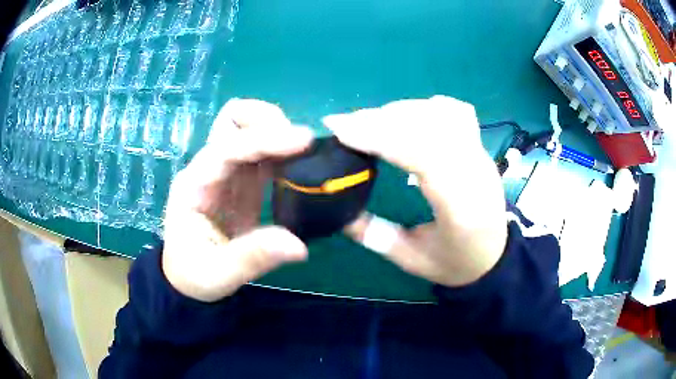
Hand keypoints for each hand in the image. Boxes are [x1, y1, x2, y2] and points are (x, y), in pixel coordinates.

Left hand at [162, 99, 313, 301]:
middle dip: (267, 120)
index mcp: (195, 184)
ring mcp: (226, 172)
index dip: (264, 139)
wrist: (189, 279)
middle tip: (300, 143)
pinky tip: (301, 166)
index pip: (228, 147)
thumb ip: (254, 258)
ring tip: (305, 151)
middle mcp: (208, 169)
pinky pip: (263, 153)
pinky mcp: (242, 182)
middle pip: (233, 120)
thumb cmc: (194, 275)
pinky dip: (283, 150)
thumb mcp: (218, 273)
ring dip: (277, 131)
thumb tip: (298, 246)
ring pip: (249, 128)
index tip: (304, 140)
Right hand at [323, 96, 507, 286]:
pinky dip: (426, 107)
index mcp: (462, 207)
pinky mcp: (480, 147)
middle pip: (429, 127)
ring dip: (399, 111)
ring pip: (441, 114)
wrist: (495, 256)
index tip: (341, 130)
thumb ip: (374, 236)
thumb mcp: (412, 260)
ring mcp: (481, 155)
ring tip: (369, 121)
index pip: (423, 155)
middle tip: (344, 123)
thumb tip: (339, 209)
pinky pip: (456, 112)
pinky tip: (407, 117)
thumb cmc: (456, 263)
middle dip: (381, 120)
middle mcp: (476, 172)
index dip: (380, 137)